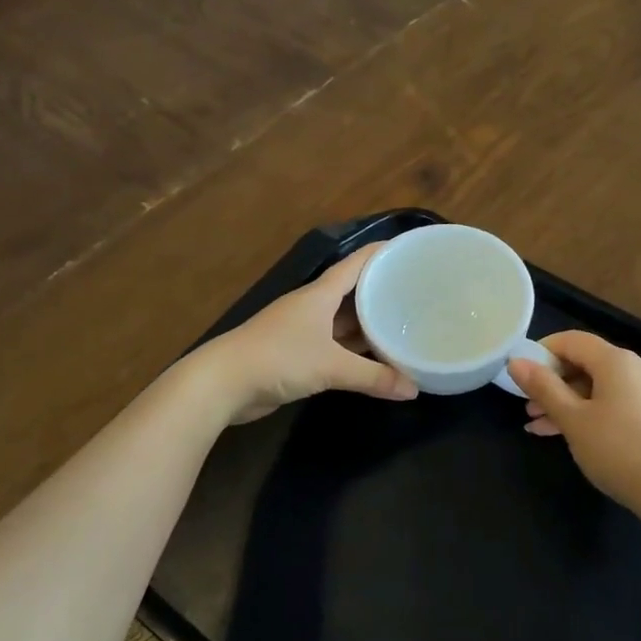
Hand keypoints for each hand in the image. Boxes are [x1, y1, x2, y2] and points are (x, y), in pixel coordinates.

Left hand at [196, 243, 417, 424]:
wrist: (223, 383)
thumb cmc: (278, 358)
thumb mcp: (330, 366)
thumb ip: (373, 376)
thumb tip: (414, 389)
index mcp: (320, 294)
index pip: (357, 263)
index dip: (383, 253)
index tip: (411, 250)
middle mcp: (313, 306)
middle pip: (354, 292)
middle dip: (382, 291)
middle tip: (418, 293)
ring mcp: (303, 330)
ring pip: (345, 321)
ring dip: (369, 323)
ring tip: (404, 324)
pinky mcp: (297, 354)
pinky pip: (335, 345)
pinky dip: (355, 349)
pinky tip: (375, 356)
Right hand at [508, 331, 640, 516]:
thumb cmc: (618, 448)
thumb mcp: (573, 419)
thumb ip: (543, 388)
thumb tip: (516, 361)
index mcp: (615, 361)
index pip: (572, 340)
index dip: (542, 351)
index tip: (519, 374)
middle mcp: (633, 368)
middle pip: (584, 363)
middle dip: (551, 383)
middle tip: (525, 405)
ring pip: (595, 387)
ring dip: (564, 402)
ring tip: (536, 425)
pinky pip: (610, 404)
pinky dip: (586, 413)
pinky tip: (563, 435)